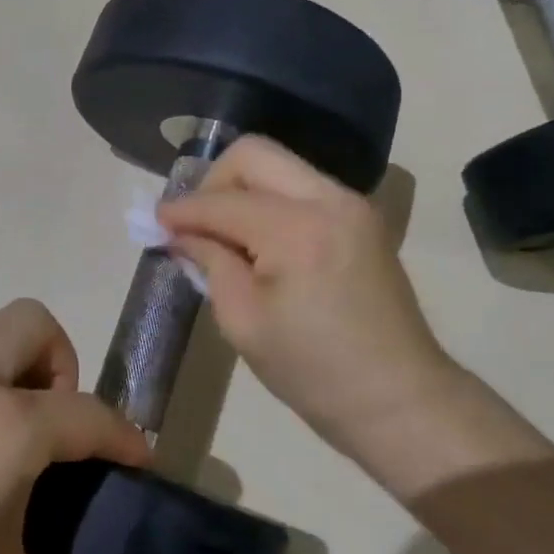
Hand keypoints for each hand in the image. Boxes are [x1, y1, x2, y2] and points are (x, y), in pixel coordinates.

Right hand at [160, 137, 550, 499]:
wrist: (400, 400)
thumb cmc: (313, 372)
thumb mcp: (243, 322)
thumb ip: (209, 262)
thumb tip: (179, 233)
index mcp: (298, 230)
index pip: (222, 201)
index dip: (181, 211)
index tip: (154, 222)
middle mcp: (329, 199)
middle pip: (253, 153)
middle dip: (213, 181)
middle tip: (195, 222)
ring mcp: (351, 204)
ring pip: (279, 165)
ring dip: (242, 189)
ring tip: (222, 232)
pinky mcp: (360, 217)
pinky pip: (300, 186)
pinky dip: (269, 200)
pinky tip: (256, 238)